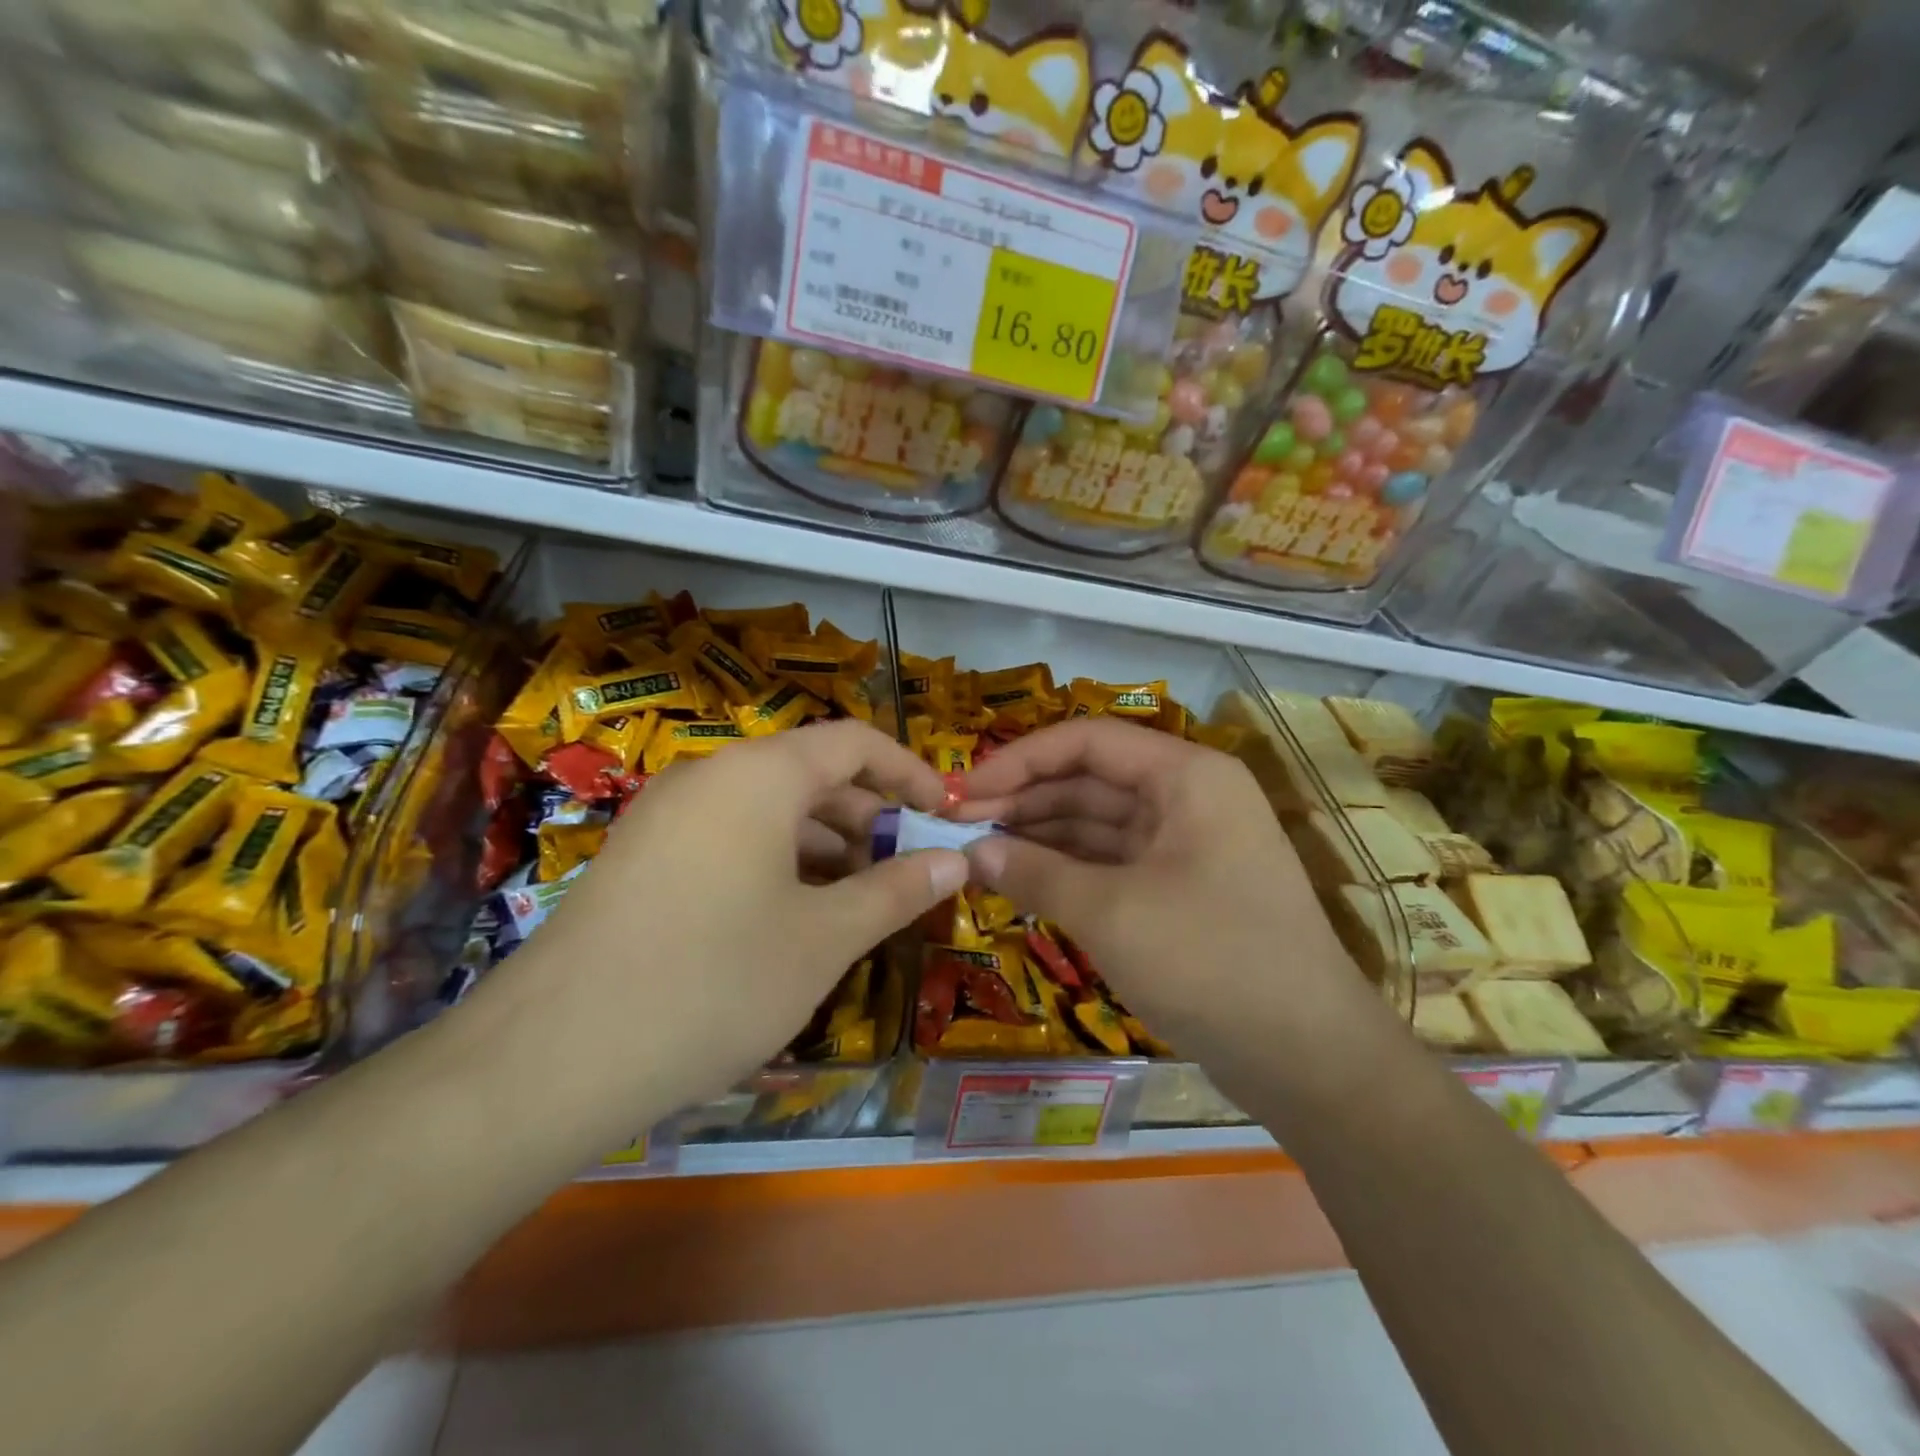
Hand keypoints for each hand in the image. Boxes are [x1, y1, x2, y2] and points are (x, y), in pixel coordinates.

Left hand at [460, 721, 968, 1135]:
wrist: (552, 1058)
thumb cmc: (715, 981)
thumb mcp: (824, 938)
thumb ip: (897, 889)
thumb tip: (957, 859)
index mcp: (759, 775)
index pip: (854, 742)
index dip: (909, 772)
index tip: (944, 813)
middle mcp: (710, 778)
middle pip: (811, 774)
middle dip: (869, 817)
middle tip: (909, 869)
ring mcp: (667, 817)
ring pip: (769, 811)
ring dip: (825, 846)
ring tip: (860, 901)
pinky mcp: (642, 859)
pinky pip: (730, 840)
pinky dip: (777, 864)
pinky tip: (794, 919)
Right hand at [957, 718, 1371, 1072]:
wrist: (1309, 1058)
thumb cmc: (1211, 962)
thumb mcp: (1110, 913)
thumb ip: (1035, 872)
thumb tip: (971, 849)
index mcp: (1186, 776)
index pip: (1087, 741)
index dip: (1018, 760)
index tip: (960, 793)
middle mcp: (1188, 797)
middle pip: (1089, 779)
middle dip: (1023, 800)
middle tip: (957, 828)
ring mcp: (1186, 844)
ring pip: (1097, 823)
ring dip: (1039, 835)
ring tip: (977, 853)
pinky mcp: (1180, 887)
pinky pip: (1112, 862)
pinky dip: (1066, 869)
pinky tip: (1020, 879)